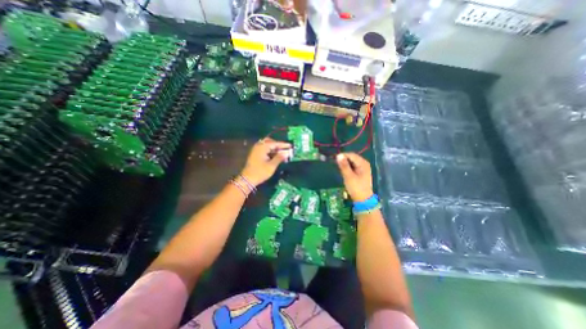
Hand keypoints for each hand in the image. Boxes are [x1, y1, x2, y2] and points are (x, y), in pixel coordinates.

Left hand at [241, 138, 289, 186]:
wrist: (247, 179)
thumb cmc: (260, 172)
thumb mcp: (272, 166)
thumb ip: (279, 158)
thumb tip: (287, 153)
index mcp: (262, 147)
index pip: (275, 143)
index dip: (283, 145)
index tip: (290, 146)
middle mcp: (258, 146)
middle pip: (270, 142)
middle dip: (278, 145)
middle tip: (286, 149)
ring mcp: (256, 150)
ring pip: (267, 146)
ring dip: (275, 149)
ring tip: (282, 153)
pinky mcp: (255, 154)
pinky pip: (265, 149)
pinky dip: (271, 151)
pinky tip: (276, 156)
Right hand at [337, 153, 371, 201]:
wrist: (363, 200)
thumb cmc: (356, 188)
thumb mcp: (348, 176)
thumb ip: (344, 165)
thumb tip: (338, 155)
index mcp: (363, 163)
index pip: (351, 155)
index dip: (342, 156)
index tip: (334, 159)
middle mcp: (364, 163)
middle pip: (352, 157)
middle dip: (344, 160)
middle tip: (336, 164)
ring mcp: (363, 168)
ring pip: (352, 162)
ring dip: (345, 164)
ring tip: (339, 168)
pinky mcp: (361, 172)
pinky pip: (353, 166)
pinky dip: (348, 167)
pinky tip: (344, 171)